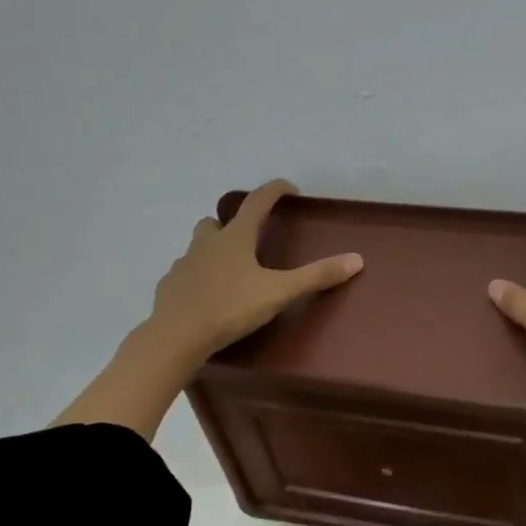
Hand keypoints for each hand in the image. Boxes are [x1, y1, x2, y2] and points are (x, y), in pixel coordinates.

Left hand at [147, 179, 362, 360]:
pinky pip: (185, 274)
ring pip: (198, 247)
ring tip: (230, 270)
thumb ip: (316, 276)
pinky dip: (197, 278)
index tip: (289, 189)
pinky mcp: (169, 287)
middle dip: (232, 224)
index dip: (274, 191)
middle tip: (250, 239)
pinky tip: (206, 295)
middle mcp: (206, 244)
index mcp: (235, 238)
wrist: (176, 336)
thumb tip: (356, 259)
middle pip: (216, 222)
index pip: (257, 202)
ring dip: (212, 250)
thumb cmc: (230, 308)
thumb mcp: (279, 292)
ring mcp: (183, 264)